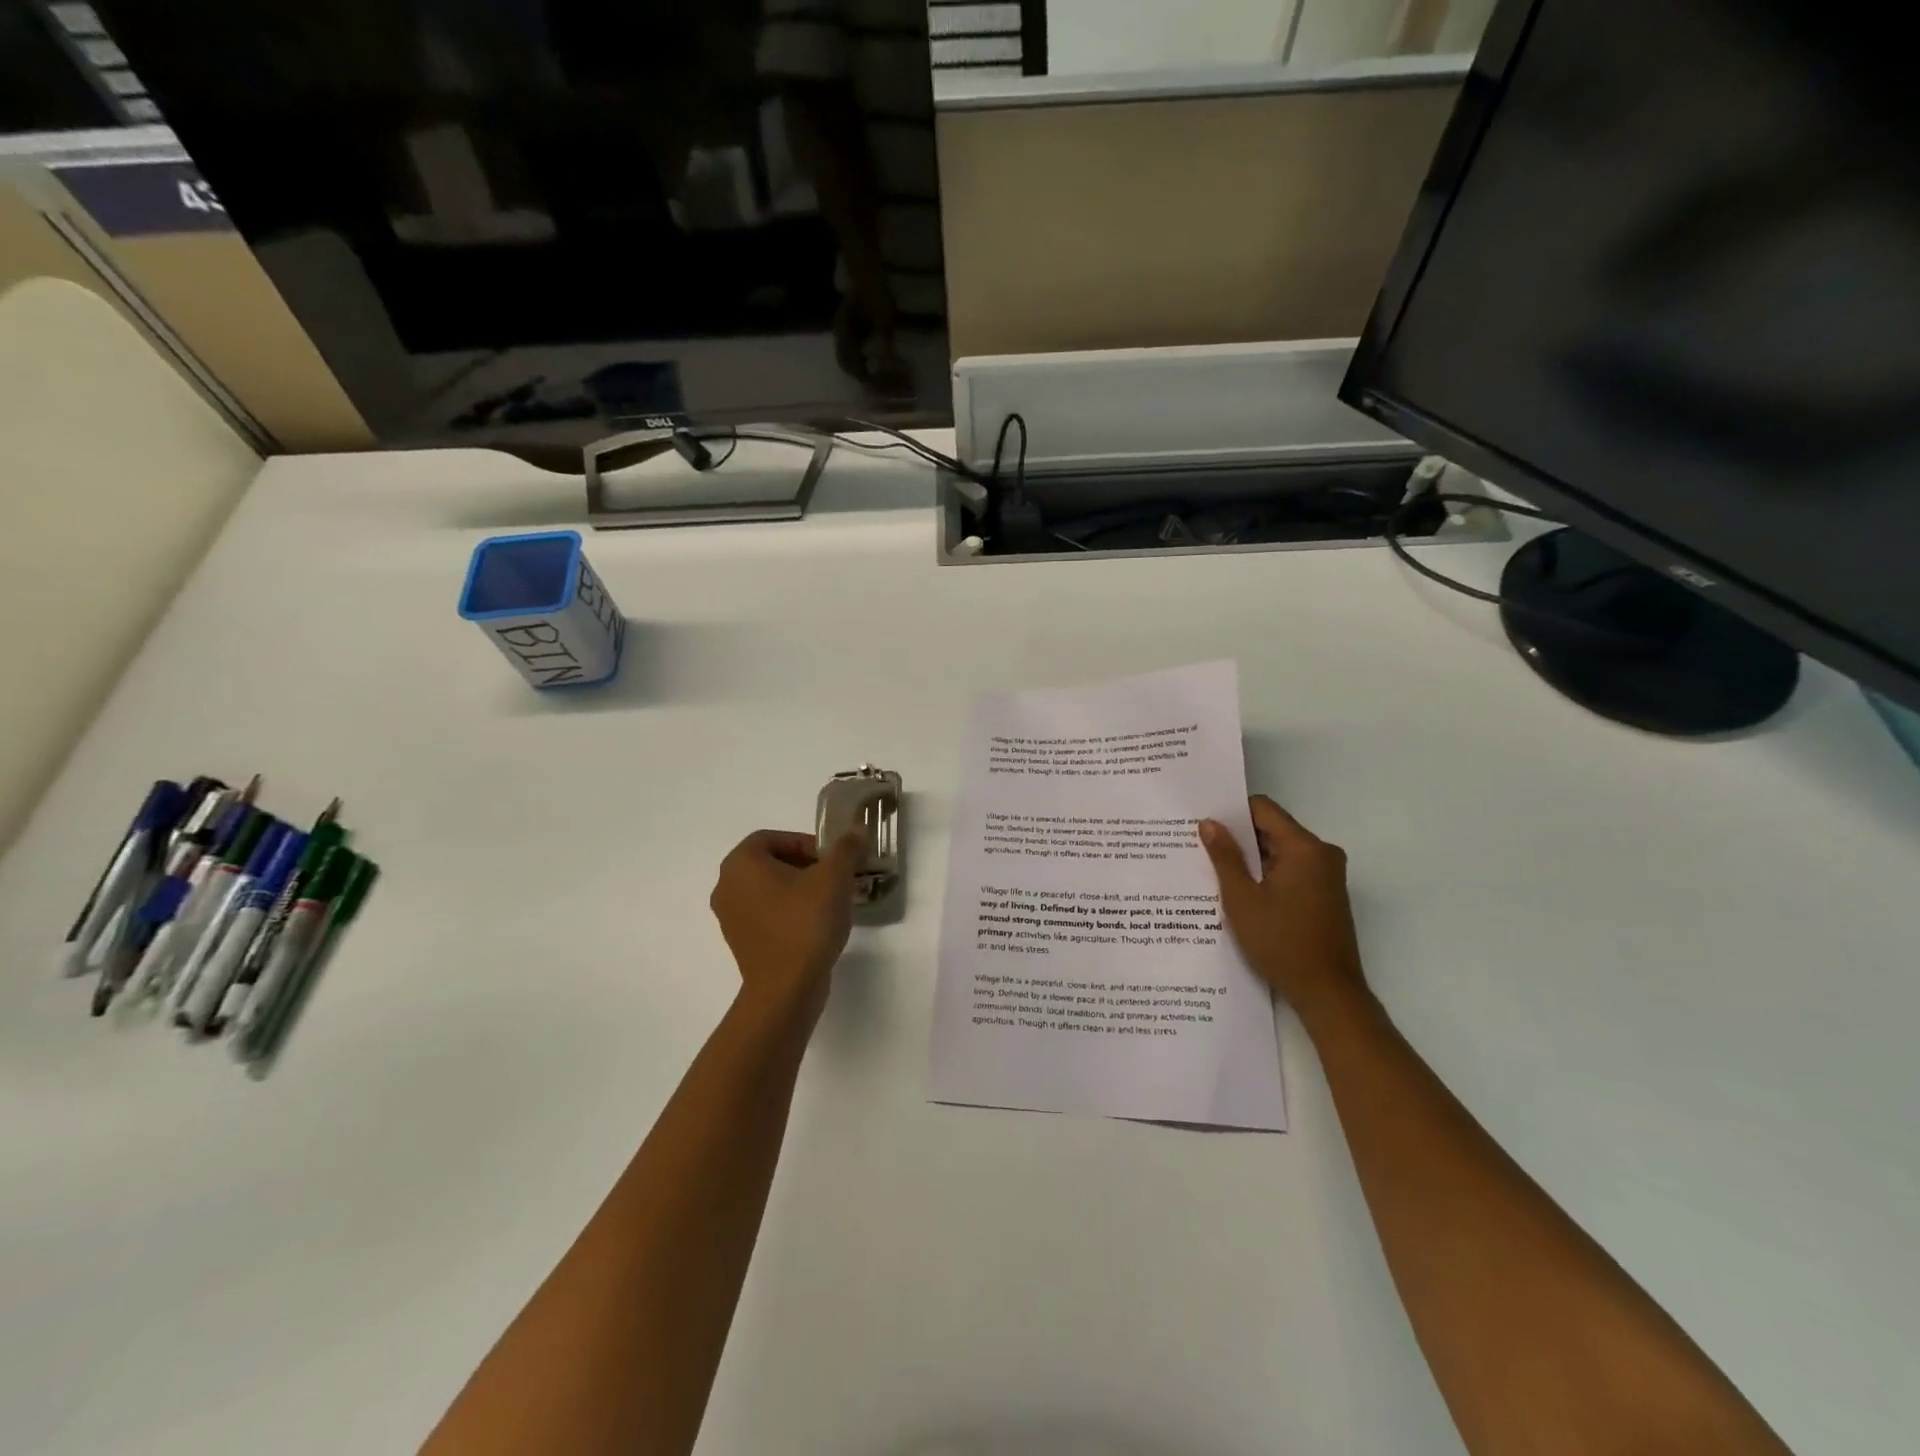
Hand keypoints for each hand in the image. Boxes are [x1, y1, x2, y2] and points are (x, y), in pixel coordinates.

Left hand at [710, 829, 864, 1024]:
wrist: (787, 989)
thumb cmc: (806, 922)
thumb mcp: (834, 877)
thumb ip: (846, 848)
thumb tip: (856, 829)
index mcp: (741, 863)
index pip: (773, 837)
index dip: (805, 842)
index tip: (832, 859)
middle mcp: (726, 886)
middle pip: (770, 862)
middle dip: (806, 865)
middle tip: (835, 877)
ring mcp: (730, 917)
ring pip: (769, 889)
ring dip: (799, 889)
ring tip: (830, 901)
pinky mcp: (741, 943)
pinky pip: (767, 914)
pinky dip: (789, 912)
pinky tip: (816, 924)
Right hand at [1199, 796, 1367, 1023]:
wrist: (1328, 993)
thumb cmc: (1281, 942)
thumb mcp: (1242, 899)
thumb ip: (1225, 857)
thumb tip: (1210, 823)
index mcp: (1304, 848)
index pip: (1263, 809)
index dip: (1232, 813)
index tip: (1205, 824)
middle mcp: (1322, 854)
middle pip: (1273, 829)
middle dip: (1239, 838)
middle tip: (1200, 845)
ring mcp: (1327, 876)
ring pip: (1280, 852)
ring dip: (1251, 859)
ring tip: (1214, 869)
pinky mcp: (1326, 895)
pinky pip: (1291, 871)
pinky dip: (1266, 875)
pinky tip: (1241, 892)